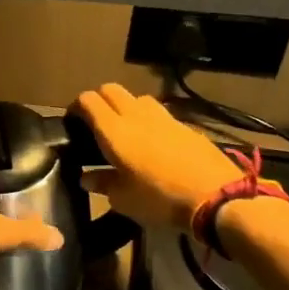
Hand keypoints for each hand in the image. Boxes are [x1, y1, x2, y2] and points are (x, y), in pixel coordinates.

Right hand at [74, 83, 241, 230]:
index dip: (76, 106)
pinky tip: (153, 140)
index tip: (73, 123)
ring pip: (136, 97)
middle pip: (110, 89)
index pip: (88, 100)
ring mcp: (163, 116)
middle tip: (95, 122)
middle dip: (99, 100)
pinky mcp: (184, 124)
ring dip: (125, 106)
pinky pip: (159, 112)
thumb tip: (87, 177)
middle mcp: (135, 115)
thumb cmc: (160, 199)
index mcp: (114, 131)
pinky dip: (148, 118)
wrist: (215, 196)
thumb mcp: (124, 199)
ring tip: (125, 128)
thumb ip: (103, 183)